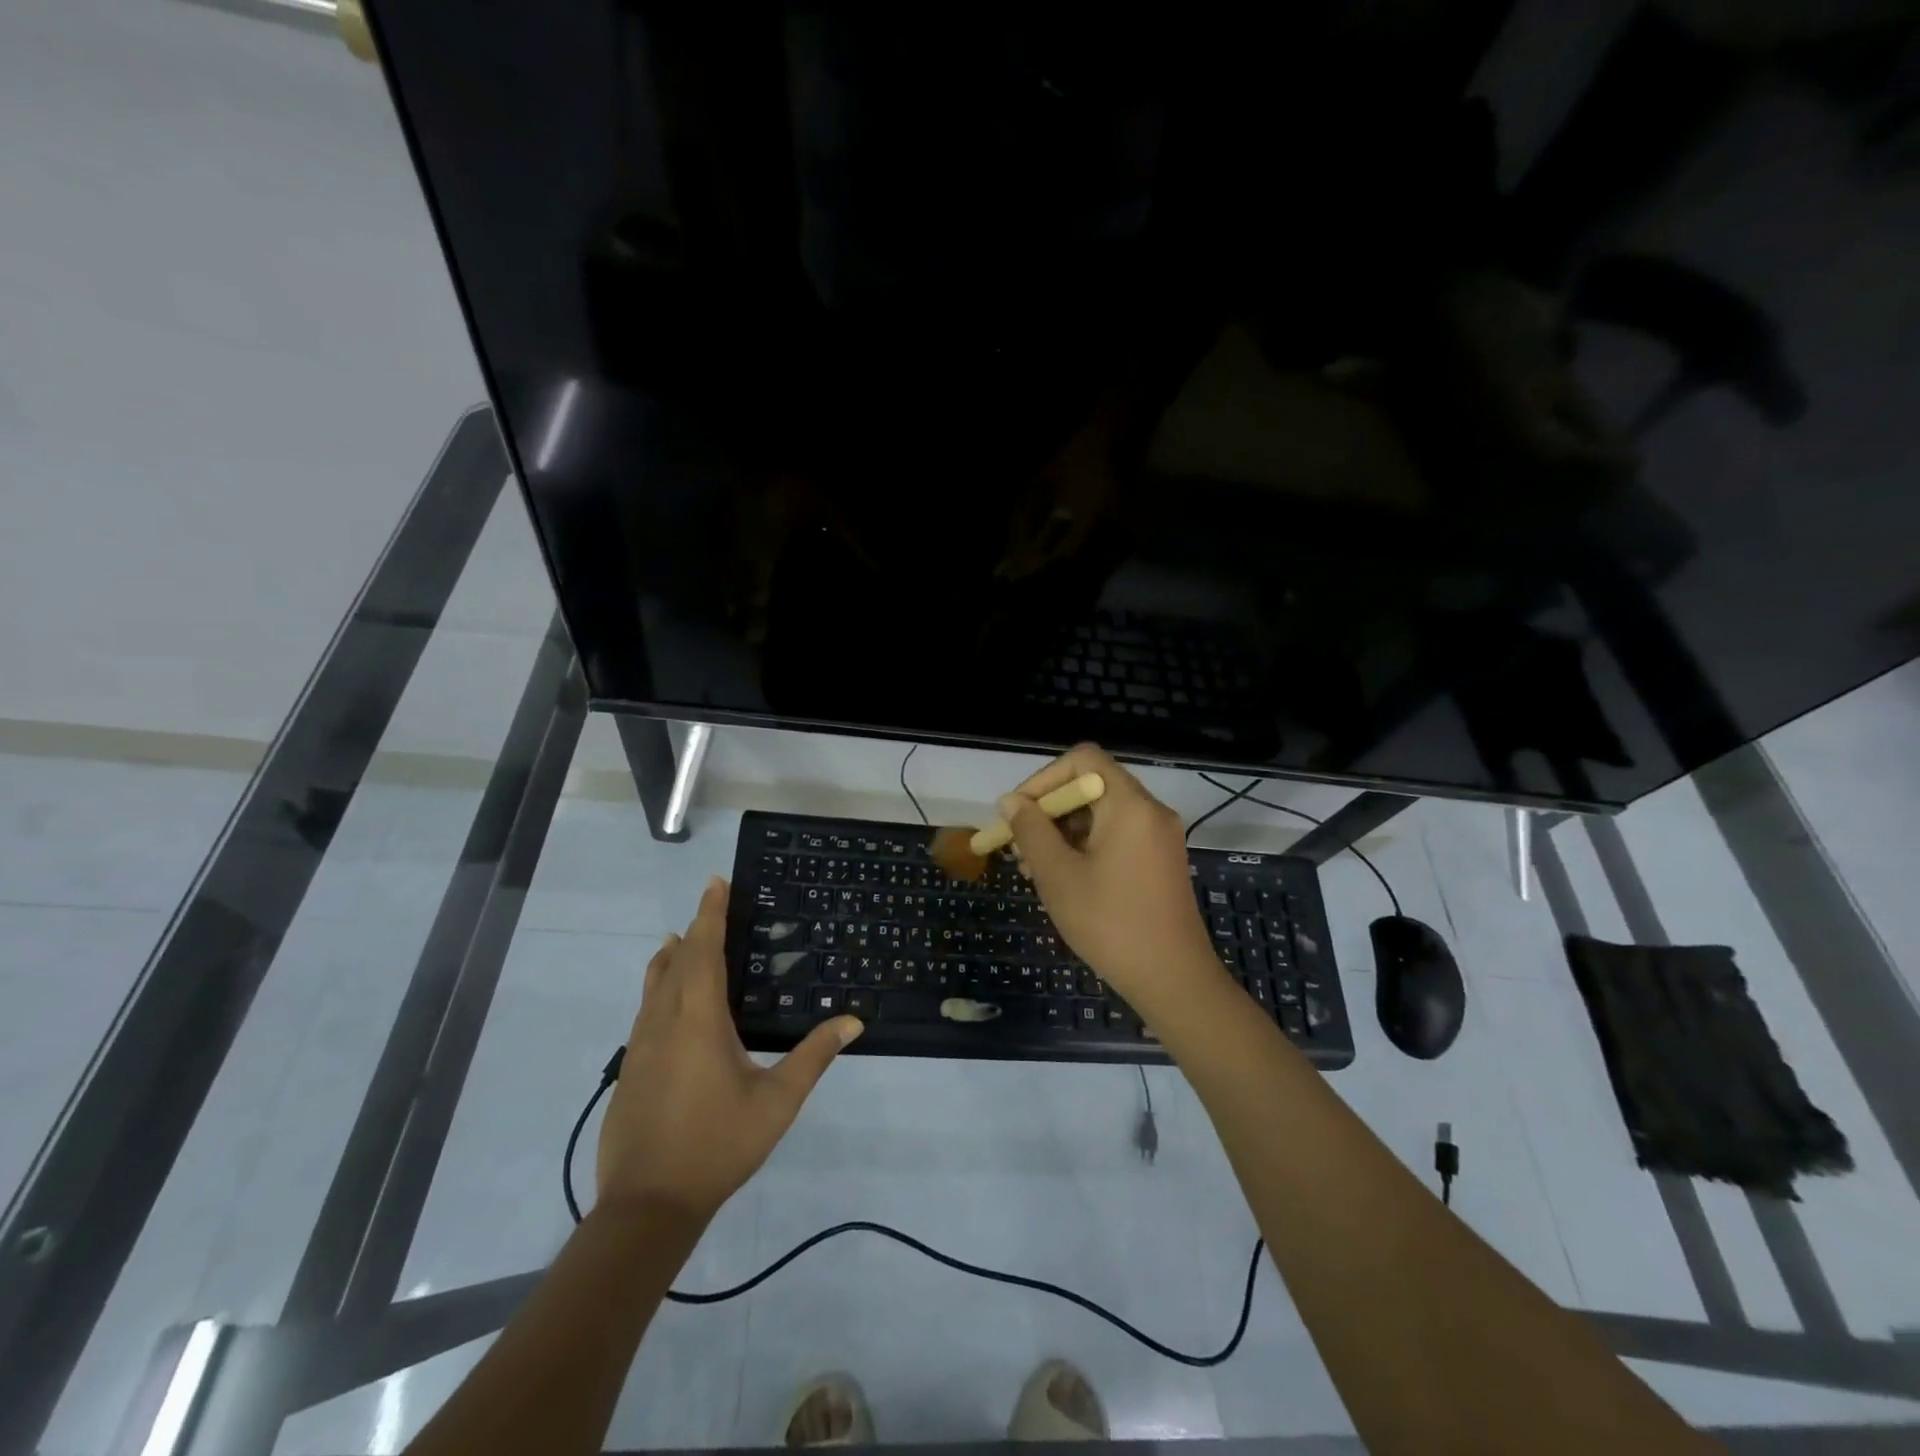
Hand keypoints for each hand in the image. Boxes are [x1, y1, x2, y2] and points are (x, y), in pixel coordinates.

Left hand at [598, 878, 862, 1221]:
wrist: (647, 1206)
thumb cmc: (718, 1145)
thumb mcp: (777, 1102)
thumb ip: (813, 1057)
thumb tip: (852, 1021)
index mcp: (698, 1020)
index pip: (704, 950)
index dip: (711, 913)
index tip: (717, 882)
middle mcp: (663, 1021)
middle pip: (676, 960)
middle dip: (696, 927)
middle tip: (713, 903)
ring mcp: (639, 1046)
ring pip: (654, 984)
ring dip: (673, 956)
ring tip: (686, 938)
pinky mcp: (630, 1068)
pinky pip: (646, 1009)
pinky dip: (660, 986)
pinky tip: (671, 1000)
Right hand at [999, 744, 1223, 1014]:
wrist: (1173, 979)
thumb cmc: (1110, 923)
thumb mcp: (1058, 875)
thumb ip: (1031, 831)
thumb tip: (1010, 801)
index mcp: (1130, 805)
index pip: (1082, 760)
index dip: (1044, 779)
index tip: (1017, 812)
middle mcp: (1150, 811)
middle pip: (1091, 787)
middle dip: (1049, 811)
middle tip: (1018, 845)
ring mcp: (1159, 837)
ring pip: (1101, 815)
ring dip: (1063, 833)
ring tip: (1032, 869)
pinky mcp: (1160, 861)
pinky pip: (1117, 837)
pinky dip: (1086, 847)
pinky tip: (1061, 879)